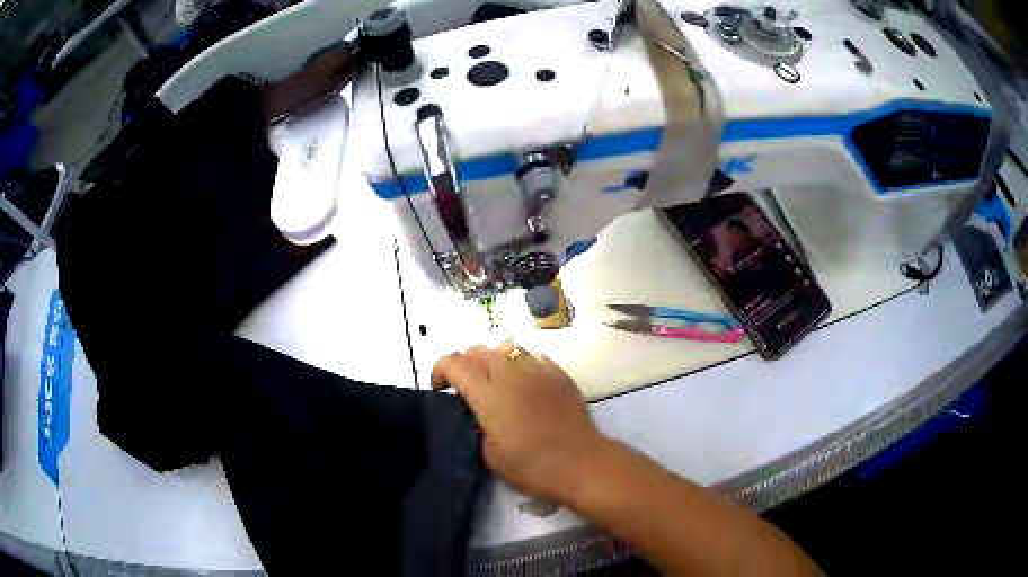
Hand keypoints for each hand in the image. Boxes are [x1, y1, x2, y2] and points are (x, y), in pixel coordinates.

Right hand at [431, 342, 604, 499]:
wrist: (580, 462)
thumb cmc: (532, 466)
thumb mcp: (490, 454)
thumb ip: (479, 426)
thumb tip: (480, 415)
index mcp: (488, 395)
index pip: (455, 363)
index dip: (440, 370)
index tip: (440, 387)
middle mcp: (510, 374)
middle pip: (479, 351)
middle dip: (465, 364)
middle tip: (467, 387)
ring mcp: (538, 370)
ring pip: (507, 347)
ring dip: (493, 359)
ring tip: (496, 380)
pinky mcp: (559, 373)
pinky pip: (533, 356)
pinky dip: (520, 364)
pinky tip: (525, 383)